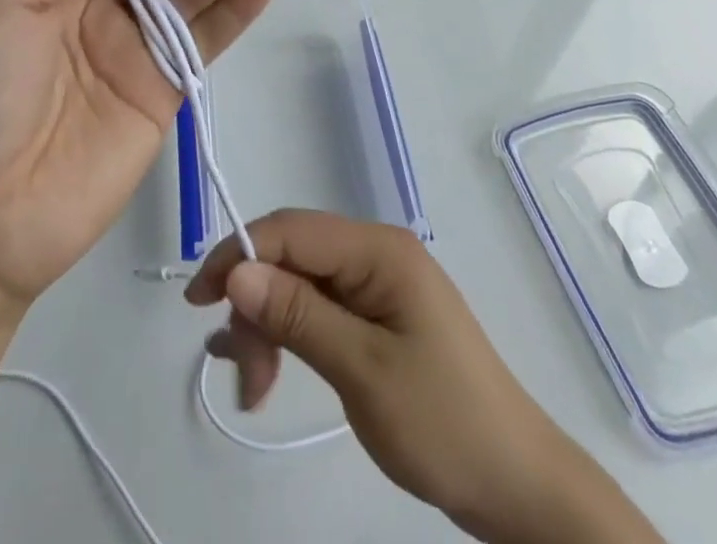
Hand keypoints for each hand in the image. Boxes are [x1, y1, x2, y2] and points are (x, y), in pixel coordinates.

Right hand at [186, 211, 662, 543]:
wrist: (517, 486)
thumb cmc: (444, 423)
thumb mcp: (363, 371)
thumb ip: (298, 315)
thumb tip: (236, 271)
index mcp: (377, 249)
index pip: (290, 230)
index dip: (238, 254)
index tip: (199, 302)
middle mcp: (373, 254)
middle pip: (291, 258)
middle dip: (255, 306)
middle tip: (242, 376)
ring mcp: (375, 285)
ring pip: (298, 285)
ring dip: (268, 328)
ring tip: (254, 390)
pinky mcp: (375, 317)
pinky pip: (316, 309)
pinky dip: (287, 335)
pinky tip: (261, 368)